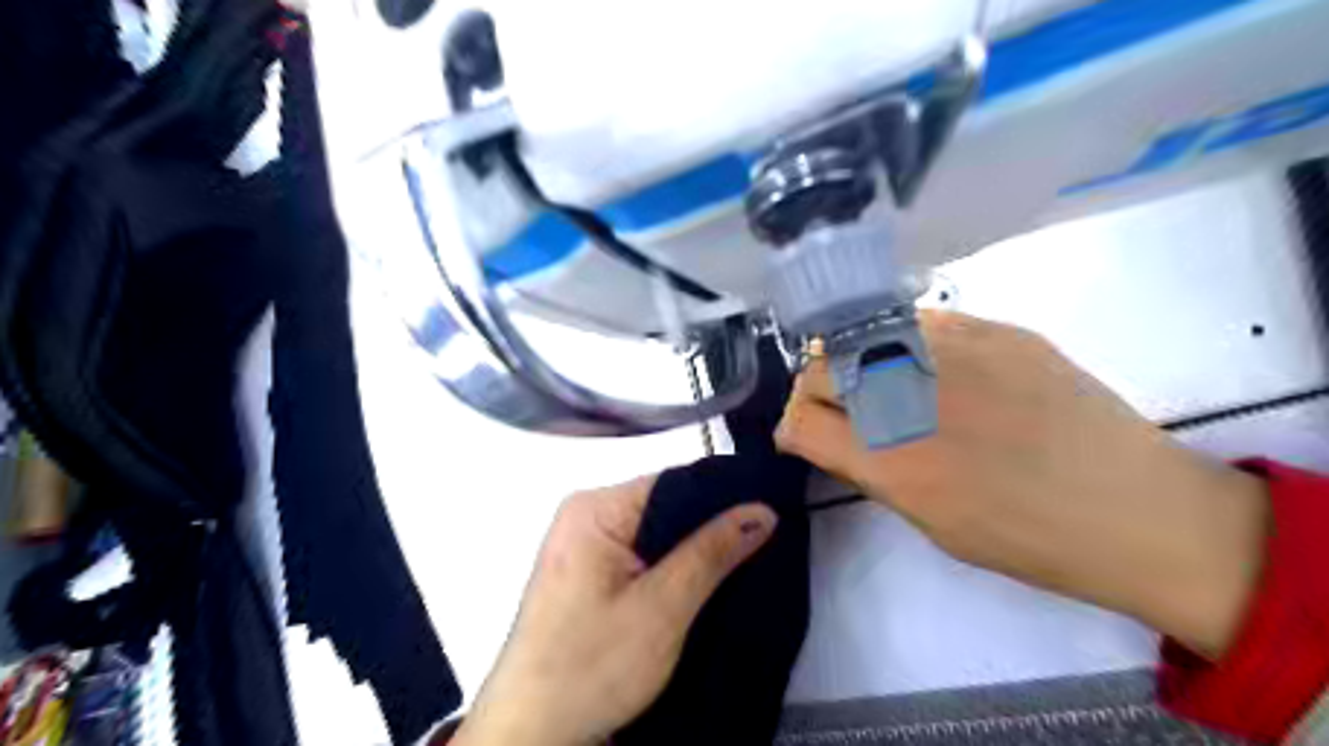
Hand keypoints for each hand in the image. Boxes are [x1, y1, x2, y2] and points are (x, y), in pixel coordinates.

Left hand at [452, 474, 775, 741]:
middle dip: (710, 527)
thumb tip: (761, 511)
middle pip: (665, 505)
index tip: (769, 511)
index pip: (674, 482)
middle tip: (766, 540)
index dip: (723, 496)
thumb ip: (712, 553)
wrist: (532, 734)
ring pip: (656, 533)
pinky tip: (702, 580)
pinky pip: (641, 554)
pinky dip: (671, 567)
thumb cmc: (590, 668)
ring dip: (693, 550)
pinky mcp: (587, 573)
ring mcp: (584, 545)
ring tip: (745, 559)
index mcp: (595, 509)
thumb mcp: (662, 609)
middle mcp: (586, 515)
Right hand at [782, 309, 1264, 658]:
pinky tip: (934, 366)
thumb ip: (869, 469)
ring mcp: (954, 350)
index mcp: (891, 460)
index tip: (807, 436)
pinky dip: (906, 344)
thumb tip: (831, 435)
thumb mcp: (927, 521)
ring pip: (860, 335)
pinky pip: (918, 322)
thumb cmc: (1025, 537)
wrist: (1135, 509)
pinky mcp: (995, 328)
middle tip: (843, 410)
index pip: (799, 420)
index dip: (793, 429)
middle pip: (817, 369)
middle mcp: (910, 395)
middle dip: (815, 392)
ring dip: (855, 361)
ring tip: (885, 383)